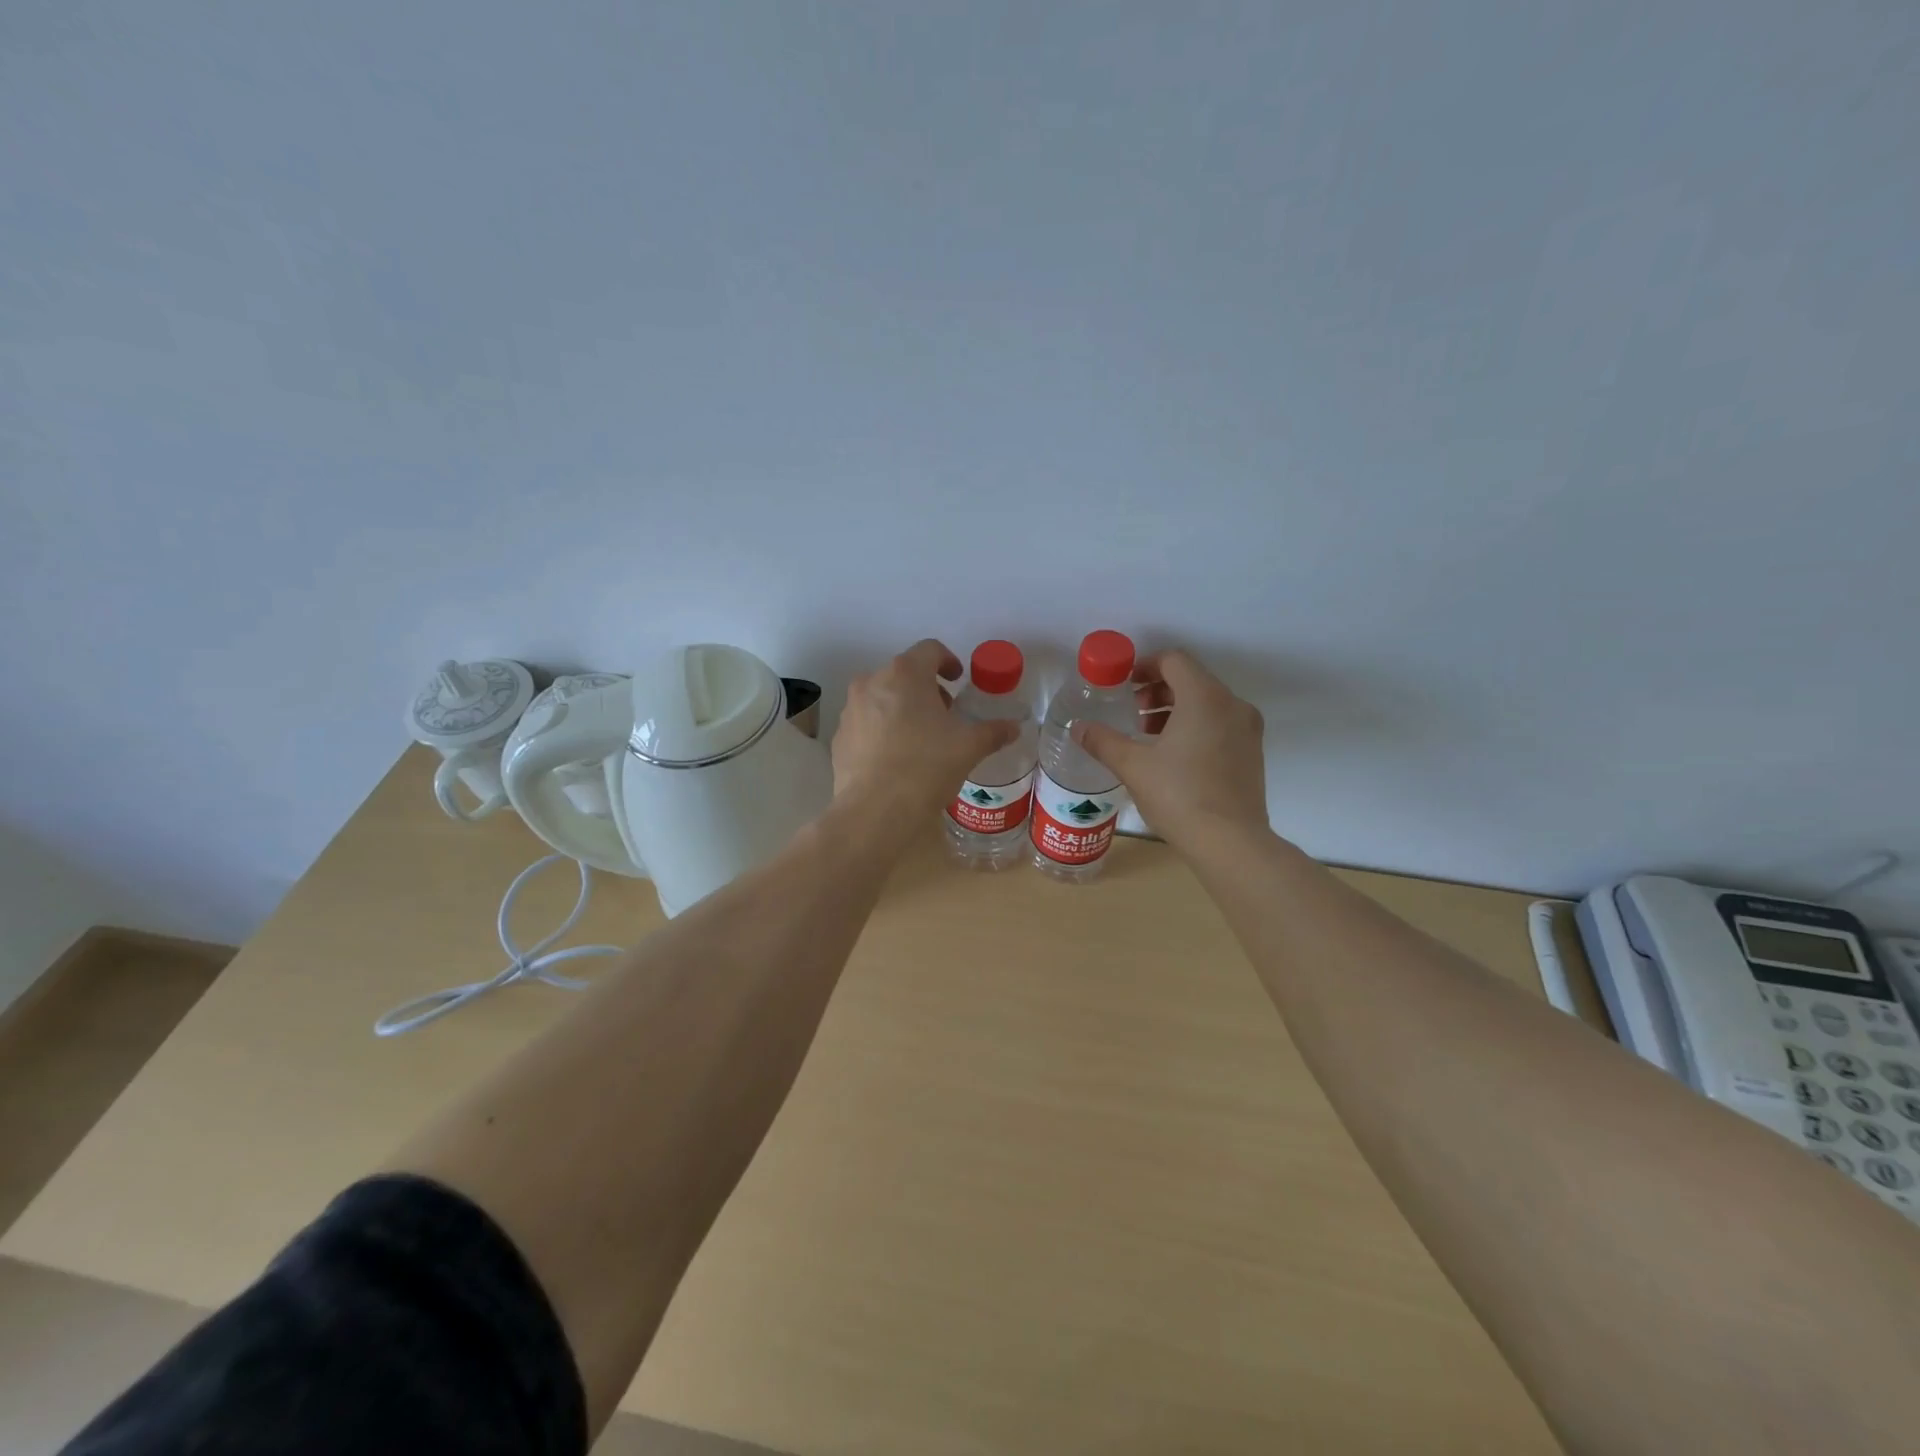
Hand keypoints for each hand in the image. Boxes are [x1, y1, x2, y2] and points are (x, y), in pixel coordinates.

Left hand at [832, 640, 1019, 821]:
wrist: (876, 810)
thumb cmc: (927, 766)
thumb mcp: (969, 747)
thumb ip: (993, 732)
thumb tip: (1013, 728)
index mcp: (905, 674)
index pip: (930, 650)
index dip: (948, 661)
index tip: (958, 679)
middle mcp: (872, 682)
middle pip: (904, 673)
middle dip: (926, 688)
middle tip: (944, 714)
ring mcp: (851, 710)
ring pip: (881, 697)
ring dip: (902, 708)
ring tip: (920, 737)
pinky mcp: (839, 737)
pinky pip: (866, 723)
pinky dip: (882, 730)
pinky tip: (895, 758)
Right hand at [1071, 650, 1269, 850]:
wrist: (1231, 842)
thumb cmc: (1179, 795)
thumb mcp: (1133, 766)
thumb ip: (1103, 741)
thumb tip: (1078, 728)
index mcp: (1204, 697)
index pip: (1174, 661)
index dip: (1145, 666)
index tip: (1123, 684)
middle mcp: (1232, 705)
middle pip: (1192, 680)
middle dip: (1158, 691)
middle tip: (1132, 712)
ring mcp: (1248, 730)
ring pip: (1208, 703)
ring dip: (1175, 710)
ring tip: (1148, 736)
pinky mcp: (1253, 754)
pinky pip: (1221, 724)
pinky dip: (1196, 727)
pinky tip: (1173, 756)